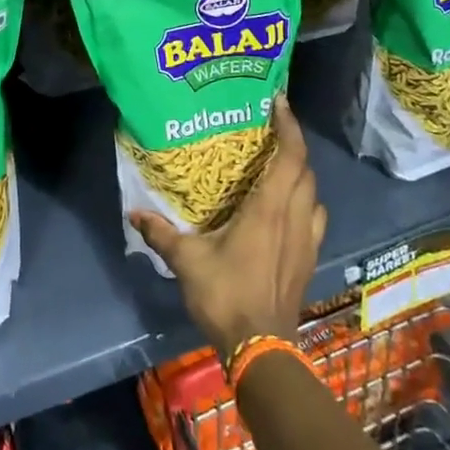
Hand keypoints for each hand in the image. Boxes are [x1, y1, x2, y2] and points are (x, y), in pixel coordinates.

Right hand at [129, 97, 326, 359]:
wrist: (262, 348)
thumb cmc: (226, 295)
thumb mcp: (186, 261)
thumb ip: (161, 233)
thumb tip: (134, 213)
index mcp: (269, 208)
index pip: (290, 156)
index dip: (289, 125)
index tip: (279, 101)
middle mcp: (294, 217)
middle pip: (305, 170)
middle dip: (294, 145)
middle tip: (271, 132)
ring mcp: (306, 240)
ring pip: (314, 194)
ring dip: (302, 175)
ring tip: (279, 168)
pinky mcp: (309, 259)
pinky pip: (315, 218)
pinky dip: (306, 204)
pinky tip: (288, 211)